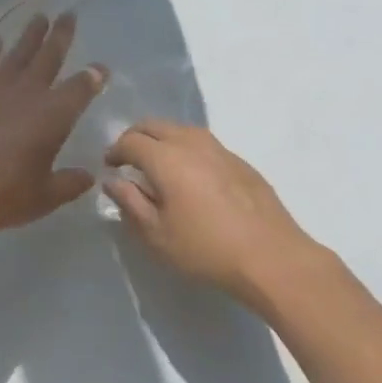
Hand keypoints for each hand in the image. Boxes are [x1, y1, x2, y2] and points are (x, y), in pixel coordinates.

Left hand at [0, 12, 107, 243]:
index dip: (93, 77)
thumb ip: (69, 184)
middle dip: (61, 35)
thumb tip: (89, 175)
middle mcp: (27, 93)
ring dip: (31, 35)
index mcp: (52, 117)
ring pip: (18, 53)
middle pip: (49, 57)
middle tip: (69, 14)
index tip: (101, 68)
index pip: (80, 89)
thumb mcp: (43, 198)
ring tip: (40, 16)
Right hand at [104, 120, 329, 307]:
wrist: (272, 257)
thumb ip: (130, 202)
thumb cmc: (206, 249)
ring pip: (181, 129)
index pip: (130, 141)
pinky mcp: (240, 161)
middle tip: (128, 160)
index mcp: (166, 157)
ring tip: (158, 165)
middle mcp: (191, 143)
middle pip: (154, 125)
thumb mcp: (157, 234)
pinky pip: (203, 143)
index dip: (115, 151)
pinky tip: (191, 175)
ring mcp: (220, 148)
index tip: (109, 167)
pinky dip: (186, 149)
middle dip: (135, 137)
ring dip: (162, 139)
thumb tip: (112, 181)